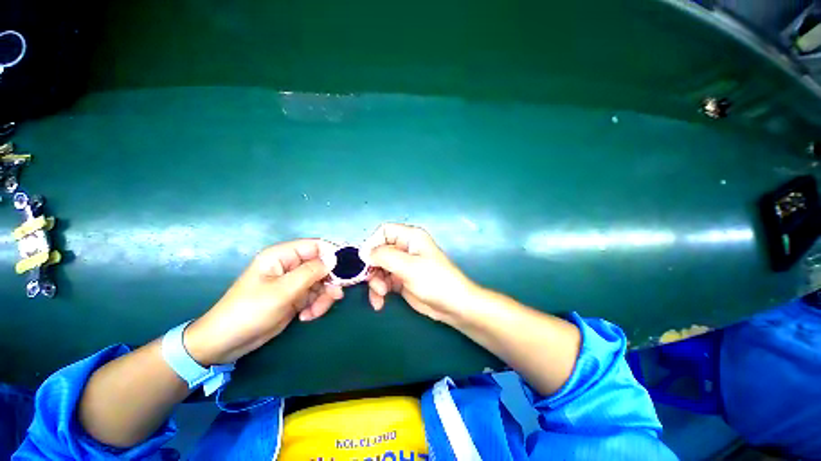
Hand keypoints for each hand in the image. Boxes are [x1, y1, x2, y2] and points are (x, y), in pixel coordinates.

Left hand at [185, 239, 342, 364]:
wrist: (228, 342)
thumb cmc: (250, 311)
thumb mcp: (282, 291)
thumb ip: (310, 272)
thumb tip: (334, 260)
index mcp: (283, 256)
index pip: (316, 246)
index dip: (332, 254)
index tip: (345, 270)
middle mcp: (291, 266)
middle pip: (323, 266)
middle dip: (330, 282)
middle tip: (335, 296)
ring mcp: (295, 282)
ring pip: (322, 282)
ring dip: (323, 297)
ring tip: (314, 312)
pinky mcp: (297, 297)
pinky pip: (316, 296)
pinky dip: (317, 306)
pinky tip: (306, 317)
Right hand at [361, 223, 478, 322]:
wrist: (453, 306)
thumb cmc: (435, 281)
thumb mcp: (409, 266)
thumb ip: (385, 256)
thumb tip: (365, 252)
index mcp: (410, 237)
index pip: (384, 231)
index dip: (372, 243)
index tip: (366, 261)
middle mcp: (405, 248)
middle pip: (378, 251)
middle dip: (373, 268)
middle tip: (375, 283)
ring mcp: (403, 264)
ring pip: (378, 268)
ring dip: (375, 282)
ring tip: (381, 295)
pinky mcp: (401, 279)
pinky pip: (383, 281)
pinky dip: (379, 291)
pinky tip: (380, 302)